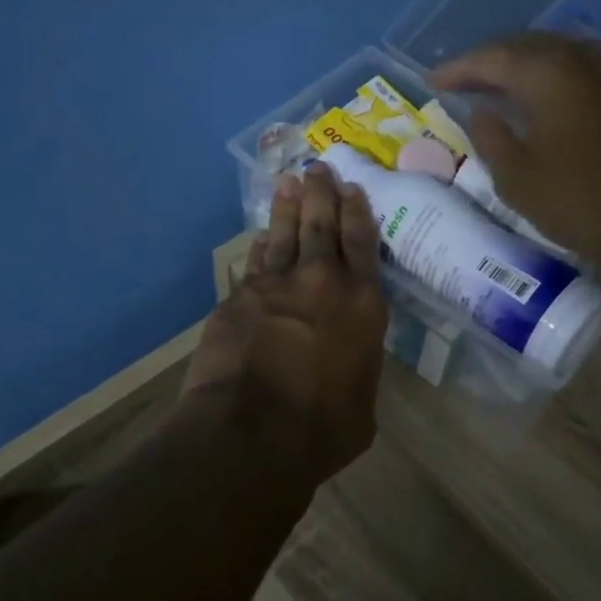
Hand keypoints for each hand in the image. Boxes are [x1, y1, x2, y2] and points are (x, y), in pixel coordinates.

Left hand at [180, 163, 387, 484]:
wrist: (250, 433)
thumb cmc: (321, 430)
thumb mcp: (361, 407)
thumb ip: (358, 372)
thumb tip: (347, 365)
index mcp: (363, 306)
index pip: (362, 245)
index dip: (358, 213)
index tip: (353, 189)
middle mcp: (322, 284)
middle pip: (322, 226)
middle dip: (322, 193)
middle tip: (319, 167)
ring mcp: (275, 287)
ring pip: (285, 235)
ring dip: (289, 207)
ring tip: (290, 182)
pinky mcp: (238, 299)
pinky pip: (254, 263)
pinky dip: (261, 246)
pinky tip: (262, 235)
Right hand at [431, 33, 600, 271]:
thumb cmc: (581, 201)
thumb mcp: (517, 179)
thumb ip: (491, 138)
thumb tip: (480, 112)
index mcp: (546, 74)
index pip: (491, 57)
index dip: (458, 69)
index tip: (432, 81)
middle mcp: (578, 60)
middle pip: (524, 46)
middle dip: (488, 61)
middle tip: (460, 81)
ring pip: (553, 53)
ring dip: (520, 65)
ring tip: (496, 85)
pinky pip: (576, 68)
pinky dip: (549, 75)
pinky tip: (541, 95)